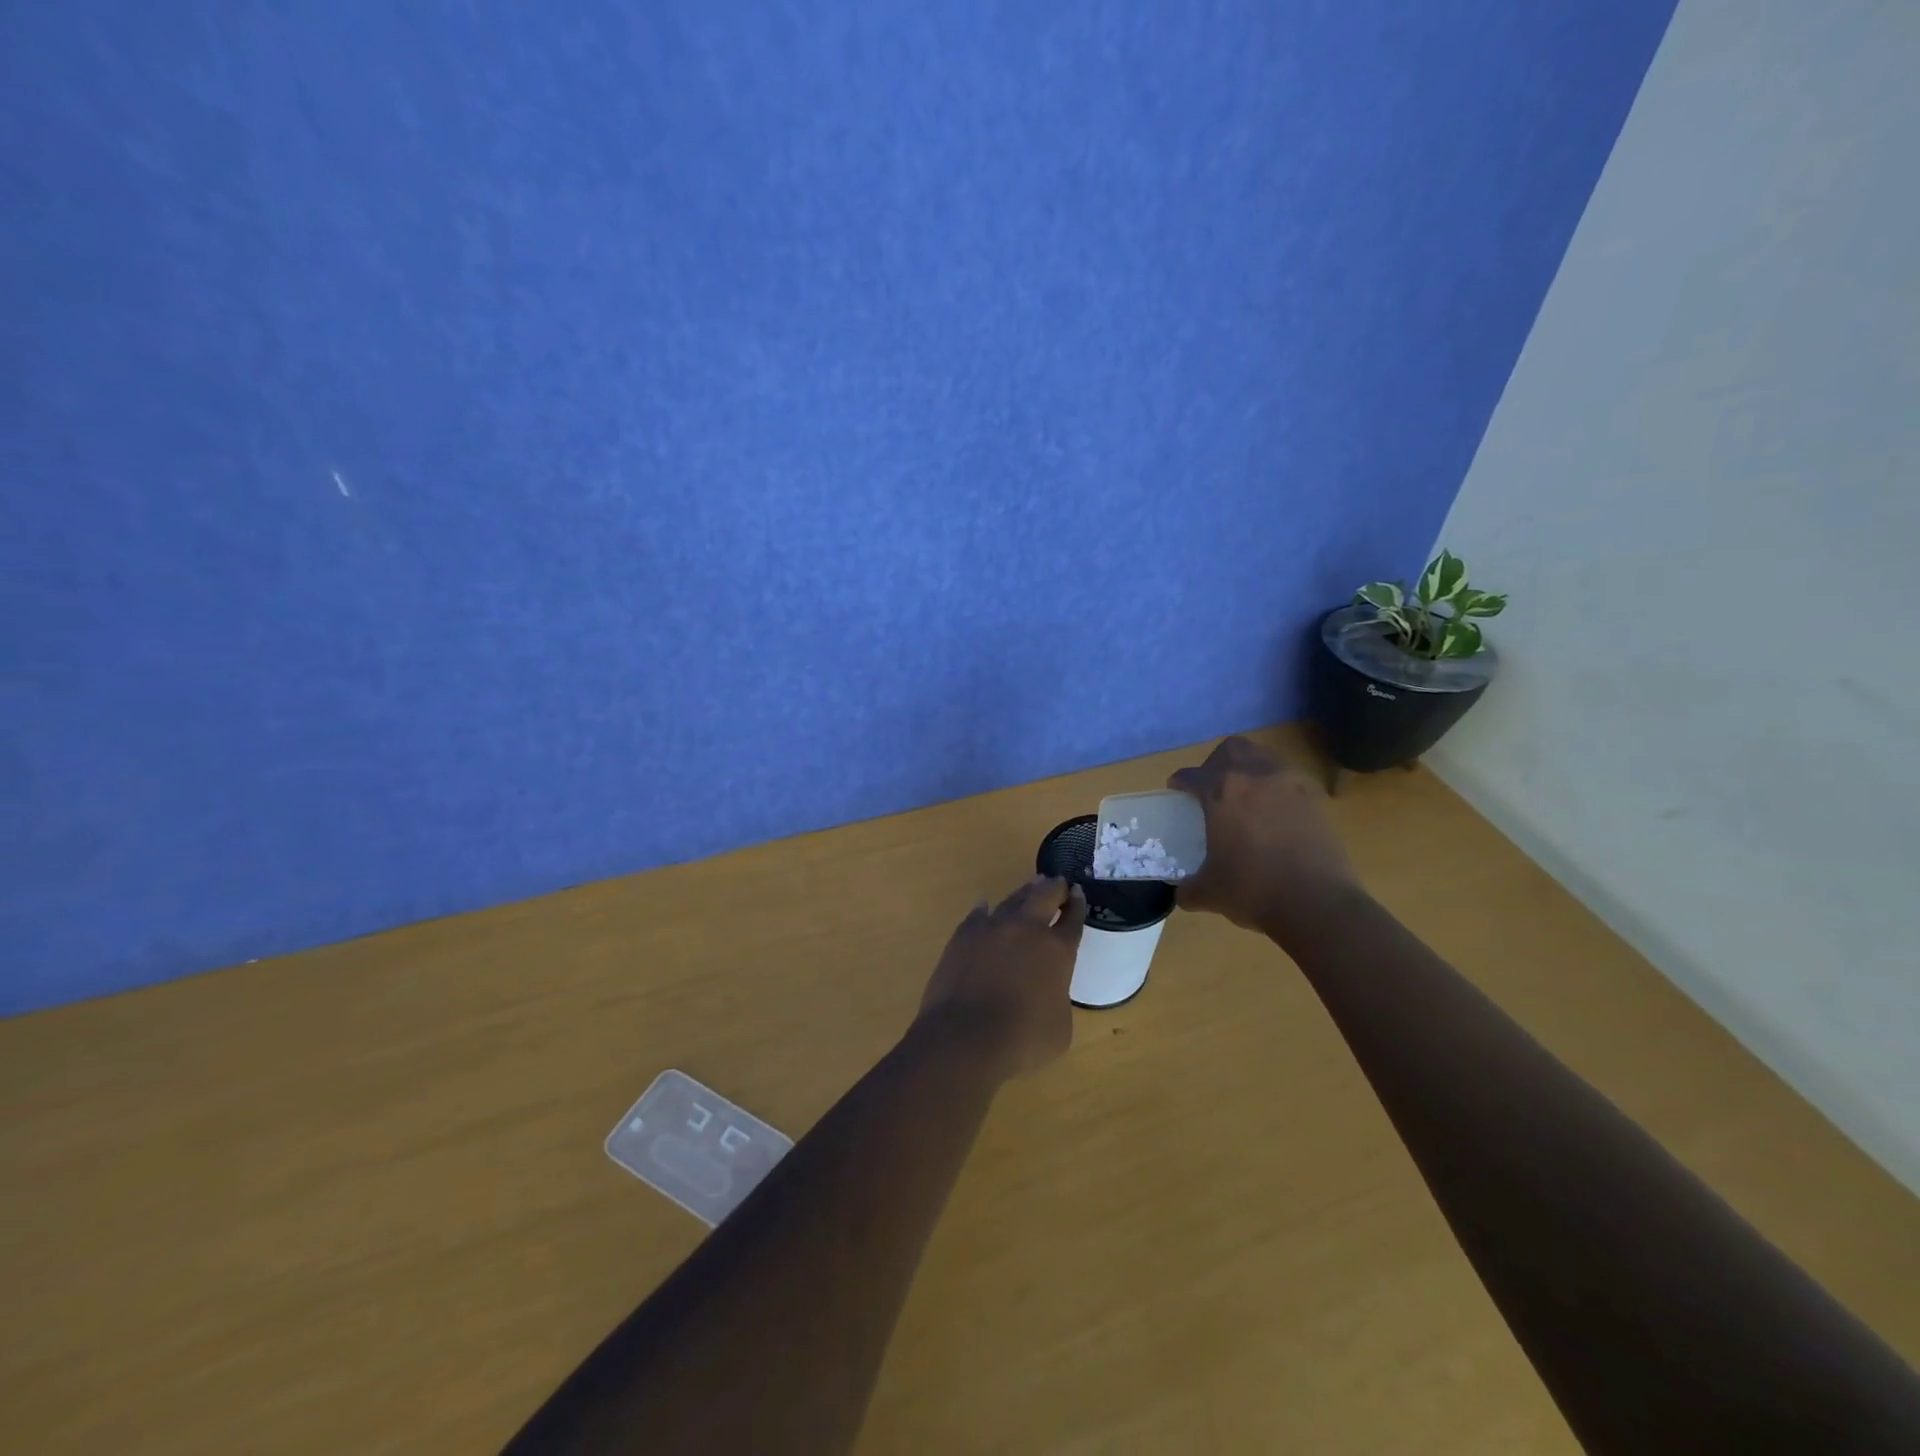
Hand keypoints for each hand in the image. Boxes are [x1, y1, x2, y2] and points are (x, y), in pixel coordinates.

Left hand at [915, 876, 1087, 1079]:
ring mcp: (992, 928)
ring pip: (1013, 900)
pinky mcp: (963, 935)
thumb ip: (1058, 998)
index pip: (1073, 919)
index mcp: (1057, 950)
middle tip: (1059, 883)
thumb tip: (1046, 990)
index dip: (1078, 905)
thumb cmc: (1022, 1040)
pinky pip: (979, 915)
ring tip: (1031, 887)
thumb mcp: (1060, 1027)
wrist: (964, 1037)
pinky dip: (986, 911)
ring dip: (1025, 893)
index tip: (1079, 894)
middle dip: (1055, 887)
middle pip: (1045, 895)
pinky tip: (986, 908)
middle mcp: (1027, 929)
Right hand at [1168, 736, 1362, 943]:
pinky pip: (1288, 780)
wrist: (1318, 904)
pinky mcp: (1315, 799)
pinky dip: (1275, 788)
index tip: (1178, 792)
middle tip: (1212, 788)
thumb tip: (1182, 892)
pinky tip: (1273, 815)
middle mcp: (1255, 776)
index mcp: (1222, 791)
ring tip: (1245, 797)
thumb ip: (1189, 888)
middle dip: (1216, 764)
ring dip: (1249, 770)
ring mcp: (1290, 784)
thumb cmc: (1254, 890)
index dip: (1180, 783)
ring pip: (1263, 757)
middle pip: (1230, 750)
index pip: (1192, 775)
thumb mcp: (1209, 893)